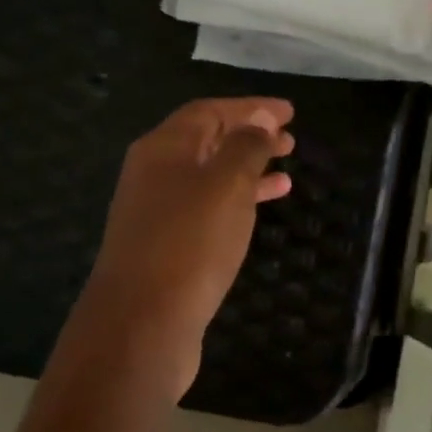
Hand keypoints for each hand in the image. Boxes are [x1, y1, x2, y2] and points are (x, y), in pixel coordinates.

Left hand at [82, 97, 294, 395]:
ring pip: (208, 179)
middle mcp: (154, 174)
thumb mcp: (225, 185)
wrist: (142, 324)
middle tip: (290, 140)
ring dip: (246, 171)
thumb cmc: (188, 244)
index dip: (250, 107)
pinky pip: (206, 211)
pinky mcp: (166, 248)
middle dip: (248, 136)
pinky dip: (236, 204)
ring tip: (285, 171)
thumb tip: (258, 118)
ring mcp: (157, 213)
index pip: (209, 111)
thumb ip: (245, 147)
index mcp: (163, 148)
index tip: (290, 112)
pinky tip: (261, 211)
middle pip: (206, 143)